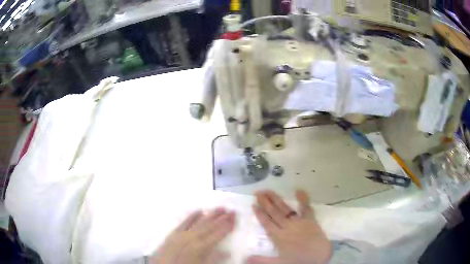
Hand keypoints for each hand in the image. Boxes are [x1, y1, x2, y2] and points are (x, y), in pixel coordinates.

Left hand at [149, 208, 235, 263]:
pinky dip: (191, 217)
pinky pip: (183, 223)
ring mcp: (181, 235)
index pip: (217, 235)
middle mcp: (192, 239)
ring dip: (210, 215)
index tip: (235, 218)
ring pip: (198, 223)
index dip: (227, 226)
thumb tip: (227, 252)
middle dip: (221, 218)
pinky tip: (199, 211)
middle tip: (231, 210)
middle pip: (209, 227)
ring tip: (219, 208)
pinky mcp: (172, 234)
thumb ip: (214, 259)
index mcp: (200, 248)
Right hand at [248, 190, 331, 263]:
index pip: (267, 223)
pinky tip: (299, 190)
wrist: (318, 256)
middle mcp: (287, 227)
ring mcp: (299, 222)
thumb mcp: (278, 262)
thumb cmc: (298, 260)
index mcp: (279, 237)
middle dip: (266, 203)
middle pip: (274, 213)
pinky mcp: (310, 220)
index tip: (253, 205)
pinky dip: (303, 199)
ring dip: (277, 200)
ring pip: (285, 209)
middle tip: (258, 192)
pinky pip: (306, 208)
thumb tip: (245, 258)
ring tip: (269, 191)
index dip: (260, 214)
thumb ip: (262, 260)